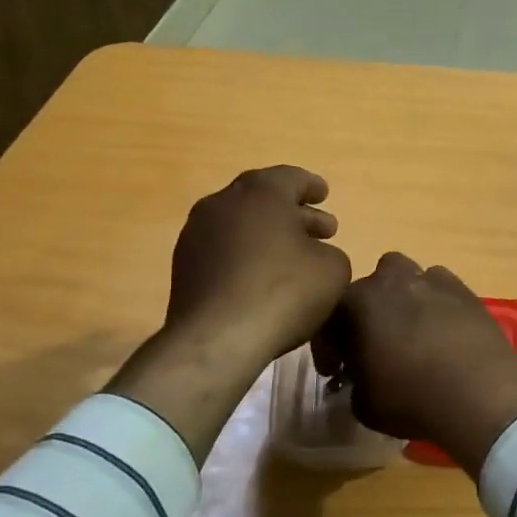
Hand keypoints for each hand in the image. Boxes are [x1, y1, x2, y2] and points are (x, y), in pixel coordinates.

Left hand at [164, 165, 351, 363]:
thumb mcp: (333, 269)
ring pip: (241, 225)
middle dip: (294, 213)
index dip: (311, 187)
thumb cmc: (284, 292)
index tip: (324, 194)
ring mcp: (197, 234)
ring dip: (268, 235)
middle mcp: (223, 203)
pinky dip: (246, 255)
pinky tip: (264, 277)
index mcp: (261, 192)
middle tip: (321, 230)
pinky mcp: (184, 267)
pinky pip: (224, 250)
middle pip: (263, 200)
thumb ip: (330, 252)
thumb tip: (315, 254)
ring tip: (293, 256)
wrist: (218, 338)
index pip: (291, 178)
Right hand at [313, 253, 516, 474]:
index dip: (330, 345)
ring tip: (412, 335)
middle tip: (375, 345)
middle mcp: (392, 280)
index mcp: (358, 302)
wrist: (480, 391)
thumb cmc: (411, 397)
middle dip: (368, 312)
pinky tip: (444, 333)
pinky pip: (442, 289)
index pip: (330, 315)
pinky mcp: (466, 290)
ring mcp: (432, 280)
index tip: (336, 371)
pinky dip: (437, 305)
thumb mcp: (364, 404)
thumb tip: (360, 380)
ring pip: (408, 279)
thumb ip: (354, 383)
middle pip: (371, 288)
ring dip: (404, 301)